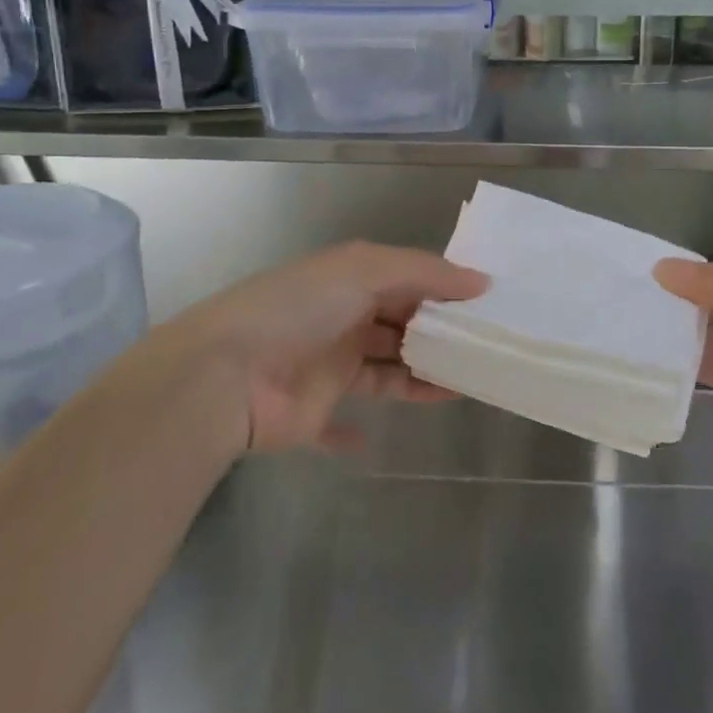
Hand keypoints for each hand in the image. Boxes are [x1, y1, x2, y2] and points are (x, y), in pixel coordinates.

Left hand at [153, 242, 486, 452]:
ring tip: (468, 384)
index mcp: (350, 280)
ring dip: (421, 376)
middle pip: (402, 324)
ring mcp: (329, 366)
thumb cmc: (298, 310)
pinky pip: (343, 424)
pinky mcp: (316, 412)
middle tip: (488, 346)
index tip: (487, 303)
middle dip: (440, 333)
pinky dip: (356, 436)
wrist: (224, 376)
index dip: (444, 289)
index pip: (408, 280)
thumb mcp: (363, 270)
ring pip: (387, 370)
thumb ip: (425, 273)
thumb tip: (482, 281)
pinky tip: (381, 441)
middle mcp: (342, 318)